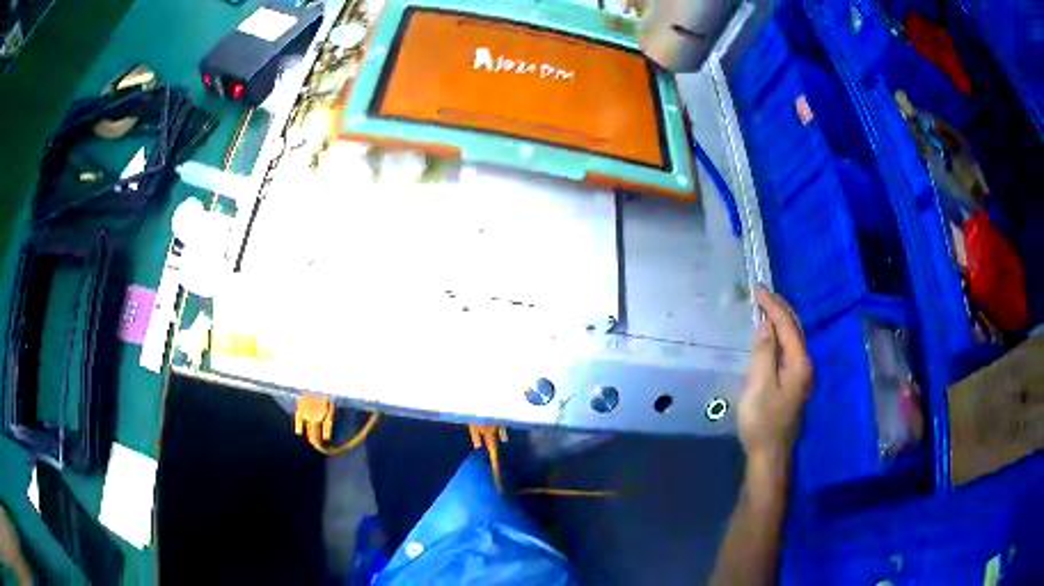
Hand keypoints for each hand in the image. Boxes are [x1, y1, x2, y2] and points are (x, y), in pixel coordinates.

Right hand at [738, 287, 812, 462]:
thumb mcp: (759, 385)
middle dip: (781, 309)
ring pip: (795, 340)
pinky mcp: (795, 386)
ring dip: (782, 321)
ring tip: (766, 309)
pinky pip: (790, 351)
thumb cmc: (762, 421)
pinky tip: (771, 338)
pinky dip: (781, 337)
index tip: (757, 289)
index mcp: (800, 363)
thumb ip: (764, 352)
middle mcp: (806, 365)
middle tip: (762, 294)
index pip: (787, 325)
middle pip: (796, 329)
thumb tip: (765, 325)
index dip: (773, 306)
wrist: (770, 455)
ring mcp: (802, 377)